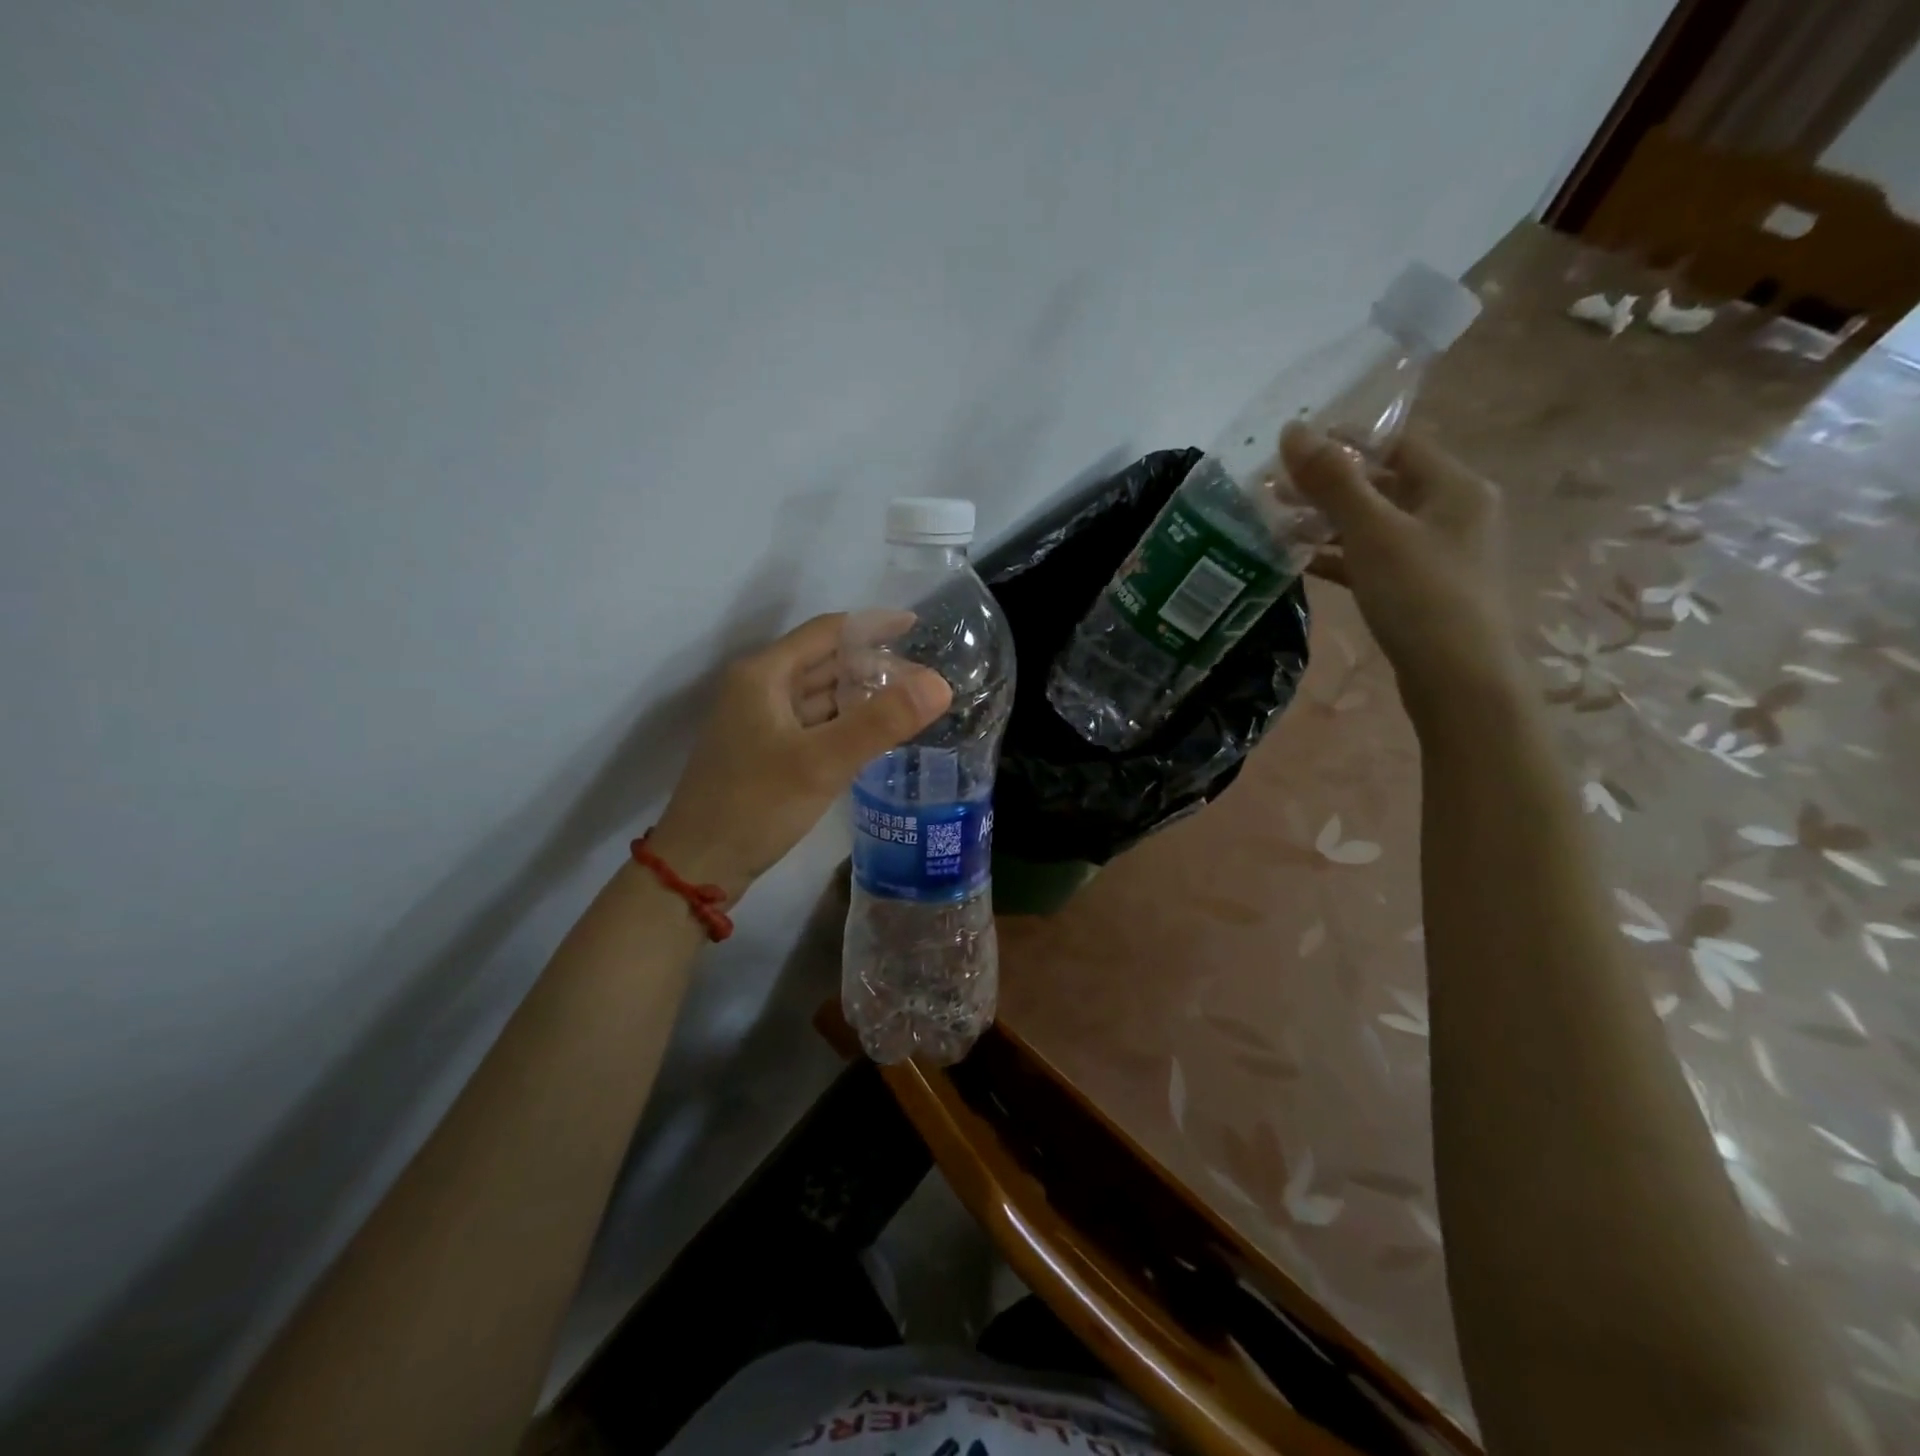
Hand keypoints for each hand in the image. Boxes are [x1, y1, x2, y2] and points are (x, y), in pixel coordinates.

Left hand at [648, 614, 951, 904]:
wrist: (699, 867)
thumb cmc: (755, 806)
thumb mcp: (822, 762)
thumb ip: (882, 722)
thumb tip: (940, 683)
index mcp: (765, 674)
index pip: (828, 631)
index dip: (874, 626)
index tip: (920, 629)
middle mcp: (760, 688)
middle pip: (826, 662)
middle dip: (874, 665)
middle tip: (926, 677)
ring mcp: (761, 721)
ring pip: (822, 695)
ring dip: (862, 695)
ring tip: (912, 702)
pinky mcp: (767, 752)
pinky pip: (816, 724)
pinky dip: (847, 723)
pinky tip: (877, 734)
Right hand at [1279, 420, 1517, 725]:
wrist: (1457, 680)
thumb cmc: (1421, 596)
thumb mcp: (1373, 532)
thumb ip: (1334, 481)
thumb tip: (1293, 431)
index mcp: (1454, 487)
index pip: (1397, 443)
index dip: (1346, 439)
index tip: (1293, 445)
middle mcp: (1452, 513)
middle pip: (1383, 484)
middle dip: (1328, 485)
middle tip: (1274, 489)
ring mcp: (1436, 554)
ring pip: (1374, 525)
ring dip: (1328, 522)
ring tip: (1277, 524)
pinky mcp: (1418, 590)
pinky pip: (1373, 559)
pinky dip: (1339, 556)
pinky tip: (1301, 562)